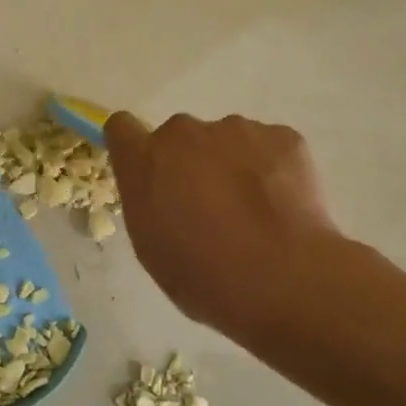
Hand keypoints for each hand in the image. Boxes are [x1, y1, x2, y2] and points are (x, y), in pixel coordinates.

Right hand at [105, 112, 344, 344]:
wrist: (280, 278)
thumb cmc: (202, 275)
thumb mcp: (151, 246)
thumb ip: (148, 202)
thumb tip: (164, 191)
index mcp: (144, 160)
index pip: (122, 127)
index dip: (136, 146)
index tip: (151, 171)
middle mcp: (184, 132)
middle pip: (181, 137)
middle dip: (192, 162)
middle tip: (213, 207)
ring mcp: (237, 129)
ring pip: (229, 141)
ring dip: (233, 165)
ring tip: (256, 211)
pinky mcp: (283, 137)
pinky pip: (270, 147)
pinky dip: (273, 169)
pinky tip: (283, 207)